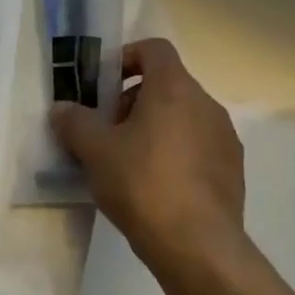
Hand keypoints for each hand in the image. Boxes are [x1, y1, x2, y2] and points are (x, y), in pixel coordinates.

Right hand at [51, 38, 246, 275]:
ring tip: (129, 163)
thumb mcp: (96, 152)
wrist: (197, 245)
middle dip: (134, 101)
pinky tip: (156, 187)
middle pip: (167, 84)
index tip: (105, 85)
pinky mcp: (233, 169)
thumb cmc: (142, 184)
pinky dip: (176, 153)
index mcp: (175, 88)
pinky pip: (199, 146)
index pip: (154, 49)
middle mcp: (206, 104)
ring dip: (155, 128)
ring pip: (184, 117)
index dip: (127, 57)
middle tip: (108, 131)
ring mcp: (224, 136)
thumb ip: (75, 122)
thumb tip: (61, 109)